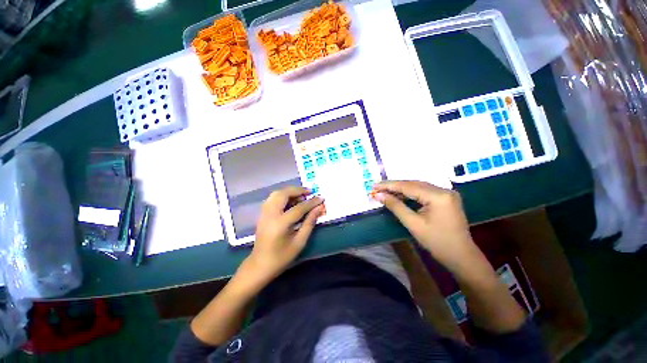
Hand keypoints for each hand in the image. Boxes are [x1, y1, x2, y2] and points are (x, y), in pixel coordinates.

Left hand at [248, 186, 324, 279]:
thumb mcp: (299, 242)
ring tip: (301, 195)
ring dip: (290, 191)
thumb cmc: (281, 257)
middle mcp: (270, 214)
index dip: (311, 202)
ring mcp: (264, 213)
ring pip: (276, 193)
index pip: (299, 208)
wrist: (259, 265)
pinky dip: (283, 195)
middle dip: (298, 190)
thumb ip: (309, 223)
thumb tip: (319, 208)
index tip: (321, 198)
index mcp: (280, 224)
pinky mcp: (262, 214)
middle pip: (283, 194)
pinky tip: (291, 200)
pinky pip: (273, 198)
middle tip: (310, 192)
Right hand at [372, 181, 477, 270]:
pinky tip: (400, 195)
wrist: (461, 256)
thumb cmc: (437, 242)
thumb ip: (395, 206)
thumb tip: (378, 195)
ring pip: (418, 187)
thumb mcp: (413, 224)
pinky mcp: (446, 198)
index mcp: (438, 196)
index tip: (374, 186)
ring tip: (385, 191)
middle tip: (377, 188)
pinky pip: (424, 192)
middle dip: (394, 186)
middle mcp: (444, 190)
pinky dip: (410, 193)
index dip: (389, 185)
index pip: (408, 186)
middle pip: (413, 184)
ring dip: (401, 189)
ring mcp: (446, 193)